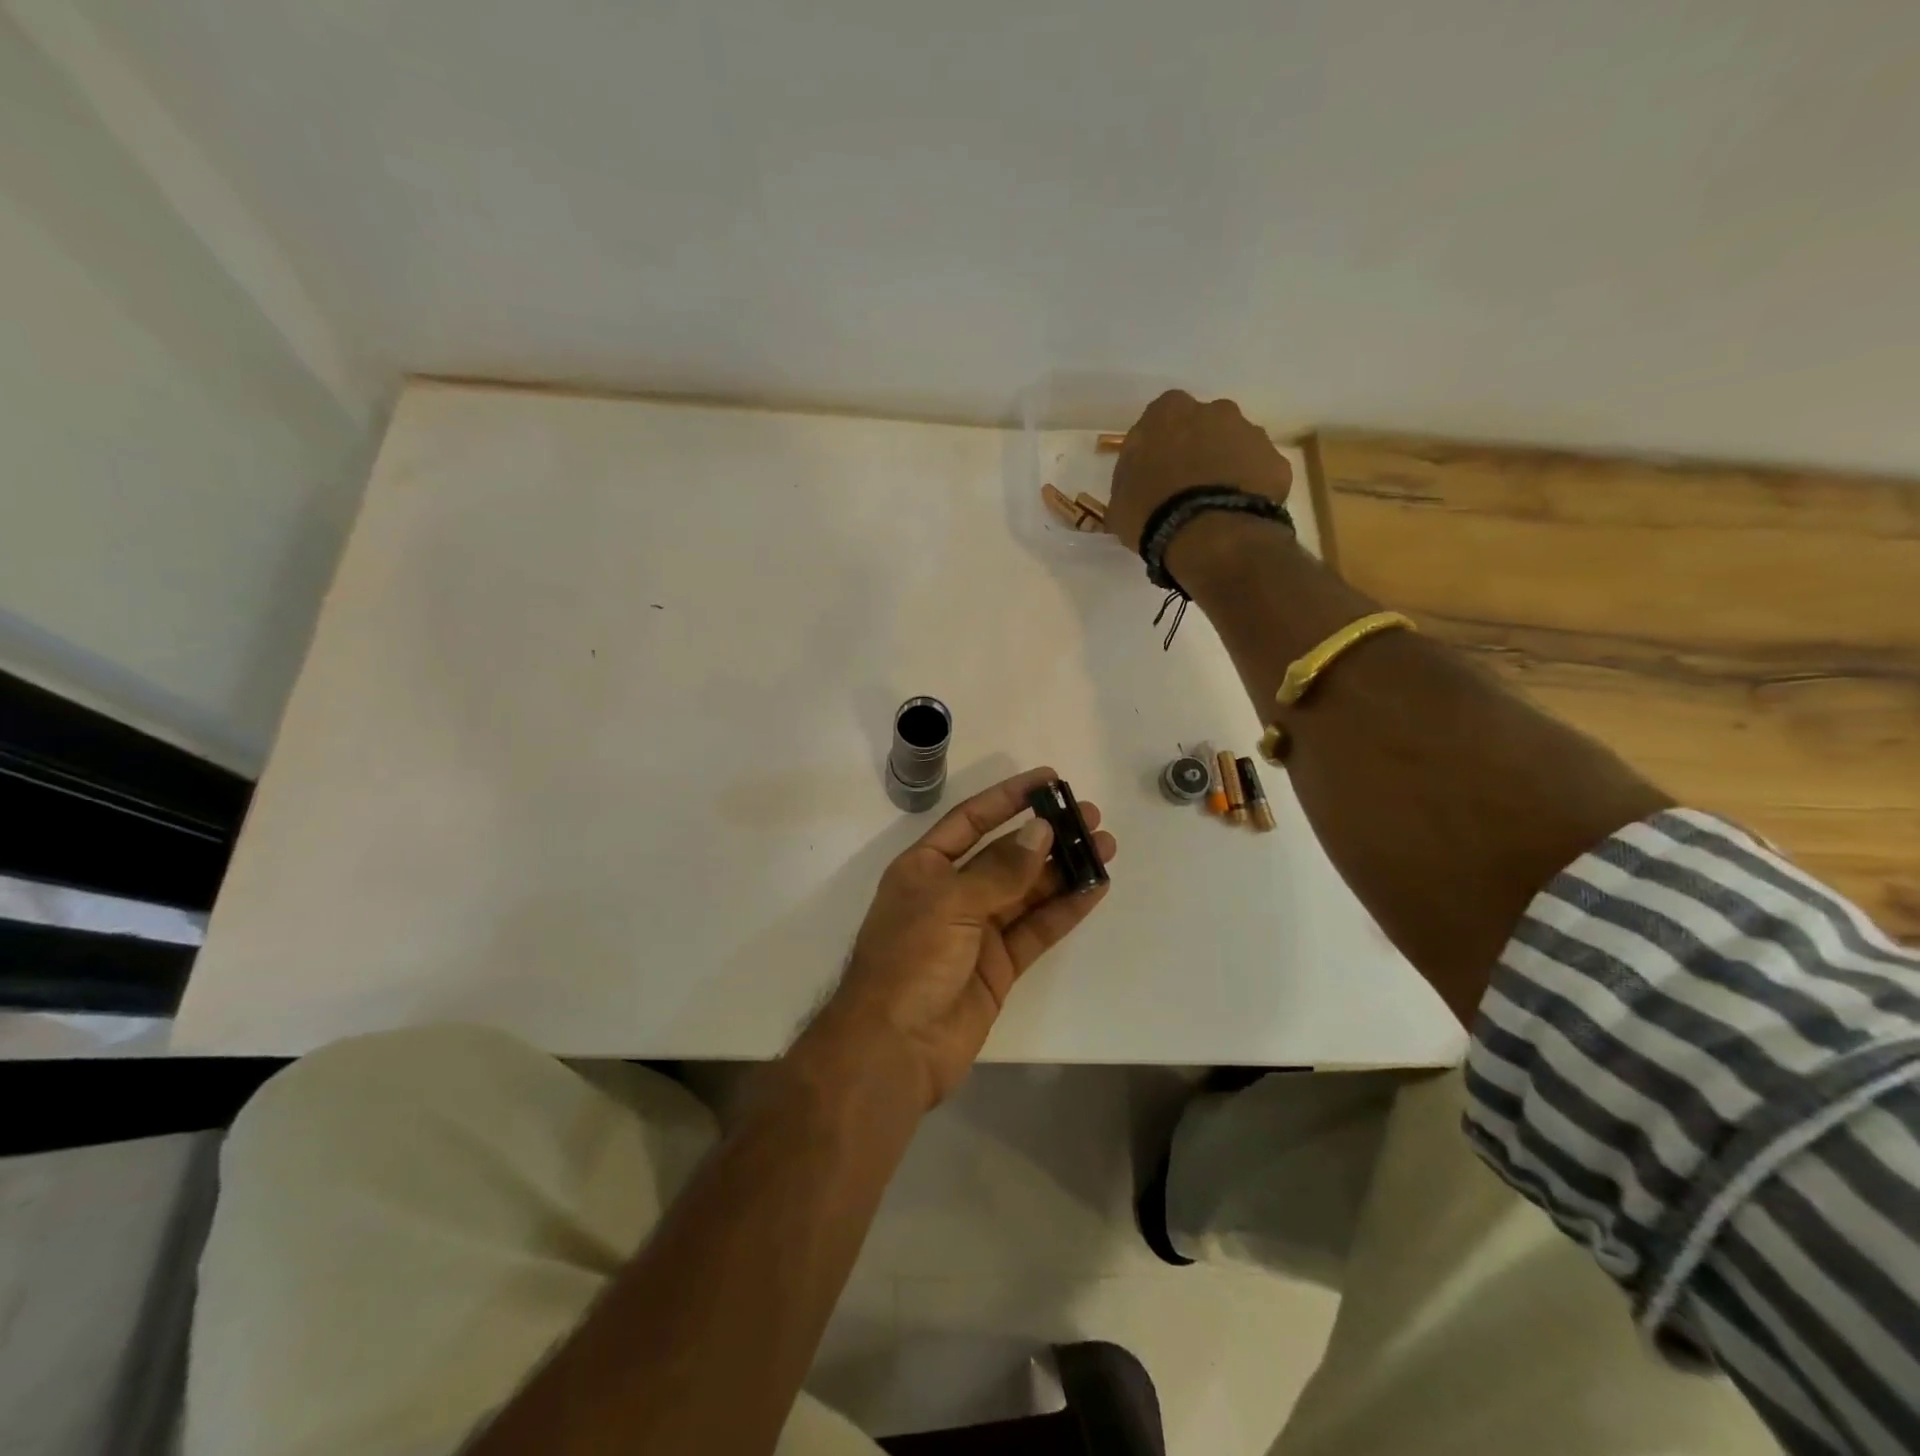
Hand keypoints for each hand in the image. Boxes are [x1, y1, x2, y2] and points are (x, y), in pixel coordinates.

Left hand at [811, 767, 1116, 1108]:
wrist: (894, 1049)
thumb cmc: (910, 961)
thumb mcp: (950, 903)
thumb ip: (1000, 870)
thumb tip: (1041, 832)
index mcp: (926, 867)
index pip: (972, 820)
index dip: (1009, 797)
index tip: (1049, 780)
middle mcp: (952, 893)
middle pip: (1007, 854)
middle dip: (1047, 834)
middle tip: (1090, 817)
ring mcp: (978, 930)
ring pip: (1028, 890)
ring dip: (1064, 869)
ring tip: (1105, 847)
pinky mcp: (999, 965)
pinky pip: (1037, 928)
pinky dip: (1065, 909)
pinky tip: (1094, 888)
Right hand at [1105, 390, 1292, 551]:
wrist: (1209, 535)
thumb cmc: (1152, 512)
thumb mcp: (1119, 501)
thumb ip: (1129, 479)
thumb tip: (1139, 480)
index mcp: (1168, 412)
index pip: (1159, 420)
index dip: (1157, 448)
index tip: (1153, 473)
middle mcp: (1214, 410)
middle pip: (1203, 427)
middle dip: (1196, 451)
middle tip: (1185, 489)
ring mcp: (1251, 434)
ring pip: (1234, 447)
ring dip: (1224, 468)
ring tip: (1212, 507)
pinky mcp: (1276, 462)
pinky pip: (1257, 474)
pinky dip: (1248, 489)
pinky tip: (1235, 516)